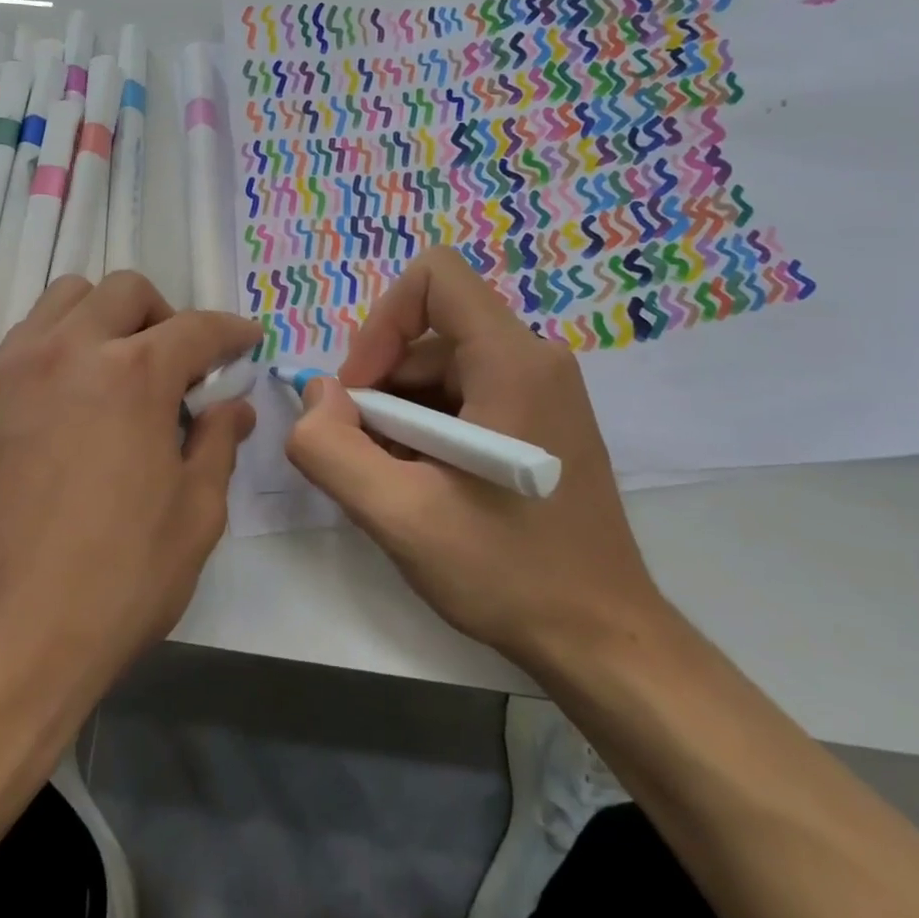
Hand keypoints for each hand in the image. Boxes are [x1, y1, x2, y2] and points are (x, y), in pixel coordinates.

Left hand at [0, 273, 259, 719]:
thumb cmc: (114, 582)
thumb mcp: (194, 517)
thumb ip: (218, 445)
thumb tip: (233, 407)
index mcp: (134, 375)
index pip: (196, 328)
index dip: (230, 332)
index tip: (245, 341)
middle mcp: (70, 351)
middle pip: (125, 292)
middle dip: (165, 316)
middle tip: (179, 366)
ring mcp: (13, 370)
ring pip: (65, 299)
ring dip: (105, 318)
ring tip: (119, 371)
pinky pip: (26, 340)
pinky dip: (61, 345)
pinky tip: (71, 401)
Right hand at [284, 247, 665, 670]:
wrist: (602, 641)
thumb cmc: (508, 573)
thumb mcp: (398, 517)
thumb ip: (330, 448)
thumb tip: (317, 395)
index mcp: (512, 361)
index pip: (434, 276)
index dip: (381, 322)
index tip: (361, 394)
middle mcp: (534, 359)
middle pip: (428, 333)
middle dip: (381, 388)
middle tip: (371, 459)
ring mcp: (542, 390)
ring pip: (439, 369)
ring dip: (399, 417)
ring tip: (400, 484)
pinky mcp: (538, 421)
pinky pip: (462, 396)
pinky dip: (426, 431)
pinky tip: (426, 488)